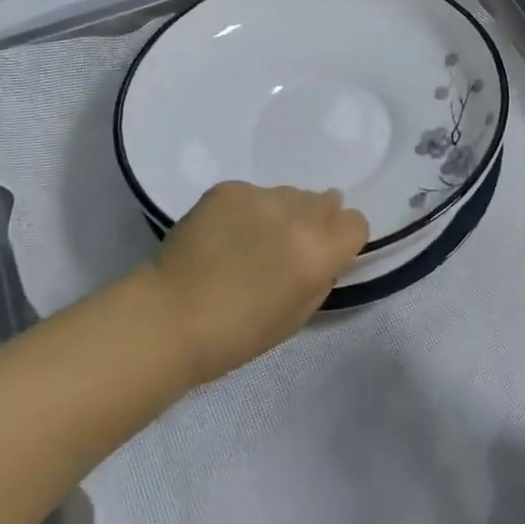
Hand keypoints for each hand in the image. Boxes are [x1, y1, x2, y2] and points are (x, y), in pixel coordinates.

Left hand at [147, 182, 368, 385]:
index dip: (343, 239)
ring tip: (250, 241)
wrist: (169, 318)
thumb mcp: (298, 315)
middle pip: (326, 201)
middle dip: (315, 220)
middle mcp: (297, 215)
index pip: (356, 222)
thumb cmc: (236, 334)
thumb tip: (325, 252)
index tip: (326, 254)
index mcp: (318, 252)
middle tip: (287, 246)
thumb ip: (321, 275)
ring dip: (282, 213)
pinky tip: (224, 235)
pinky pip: (253, 194)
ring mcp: (261, 196)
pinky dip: (246, 210)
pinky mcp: (229, 189)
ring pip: (289, 194)